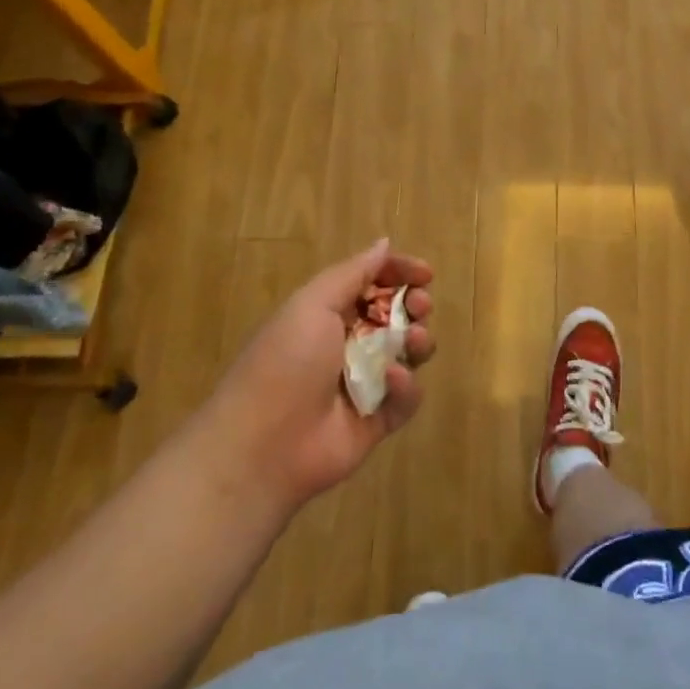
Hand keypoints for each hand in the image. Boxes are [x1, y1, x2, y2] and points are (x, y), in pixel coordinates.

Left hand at [206, 239, 434, 514]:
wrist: (264, 445)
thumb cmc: (286, 361)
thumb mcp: (312, 304)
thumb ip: (353, 273)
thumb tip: (384, 243)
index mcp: (328, 313)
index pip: (372, 283)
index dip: (399, 273)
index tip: (425, 273)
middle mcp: (348, 344)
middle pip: (396, 316)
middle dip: (415, 305)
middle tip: (421, 306)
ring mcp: (364, 383)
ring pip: (408, 353)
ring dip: (418, 340)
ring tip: (413, 340)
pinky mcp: (377, 420)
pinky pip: (406, 397)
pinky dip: (406, 386)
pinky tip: (392, 380)